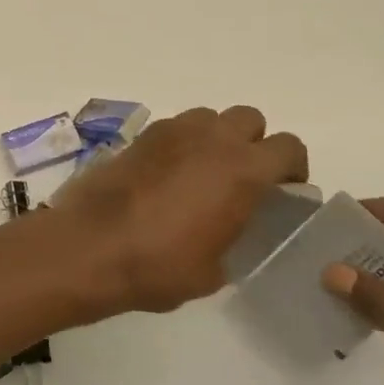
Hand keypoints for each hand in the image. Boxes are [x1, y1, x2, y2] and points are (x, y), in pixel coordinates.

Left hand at [54, 105, 307, 316]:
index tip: (284, 191)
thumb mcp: (217, 268)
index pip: (288, 147)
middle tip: (244, 178)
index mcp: (242, 170)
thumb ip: (236, 235)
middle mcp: (211, 139)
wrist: (91, 245)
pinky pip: (175, 127)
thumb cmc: (160, 265)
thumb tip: (231, 225)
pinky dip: (182, 142)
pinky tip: (169, 174)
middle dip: (253, 142)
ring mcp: (171, 131)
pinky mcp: (140, 136)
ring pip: (209, 117)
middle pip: (248, 119)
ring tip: (204, 173)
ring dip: (215, 137)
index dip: (292, 167)